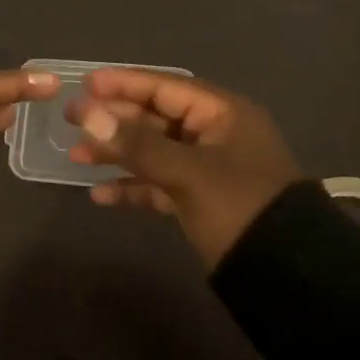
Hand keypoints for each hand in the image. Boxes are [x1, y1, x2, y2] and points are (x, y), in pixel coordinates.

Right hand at [67, 69, 302, 270]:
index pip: (166, 87)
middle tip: (71, 120)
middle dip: (114, 120)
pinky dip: (133, 187)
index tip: (85, 84)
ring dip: (117, 154)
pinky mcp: (201, 200)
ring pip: (154, 151)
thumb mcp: (188, 172)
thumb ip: (137, 144)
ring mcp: (208, 168)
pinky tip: (101, 194)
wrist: (287, 276)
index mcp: (223, 114)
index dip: (125, 84)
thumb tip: (88, 115)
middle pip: (156, 117)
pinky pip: (160, 183)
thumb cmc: (239, 207)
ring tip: (75, 157)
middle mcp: (215, 134)